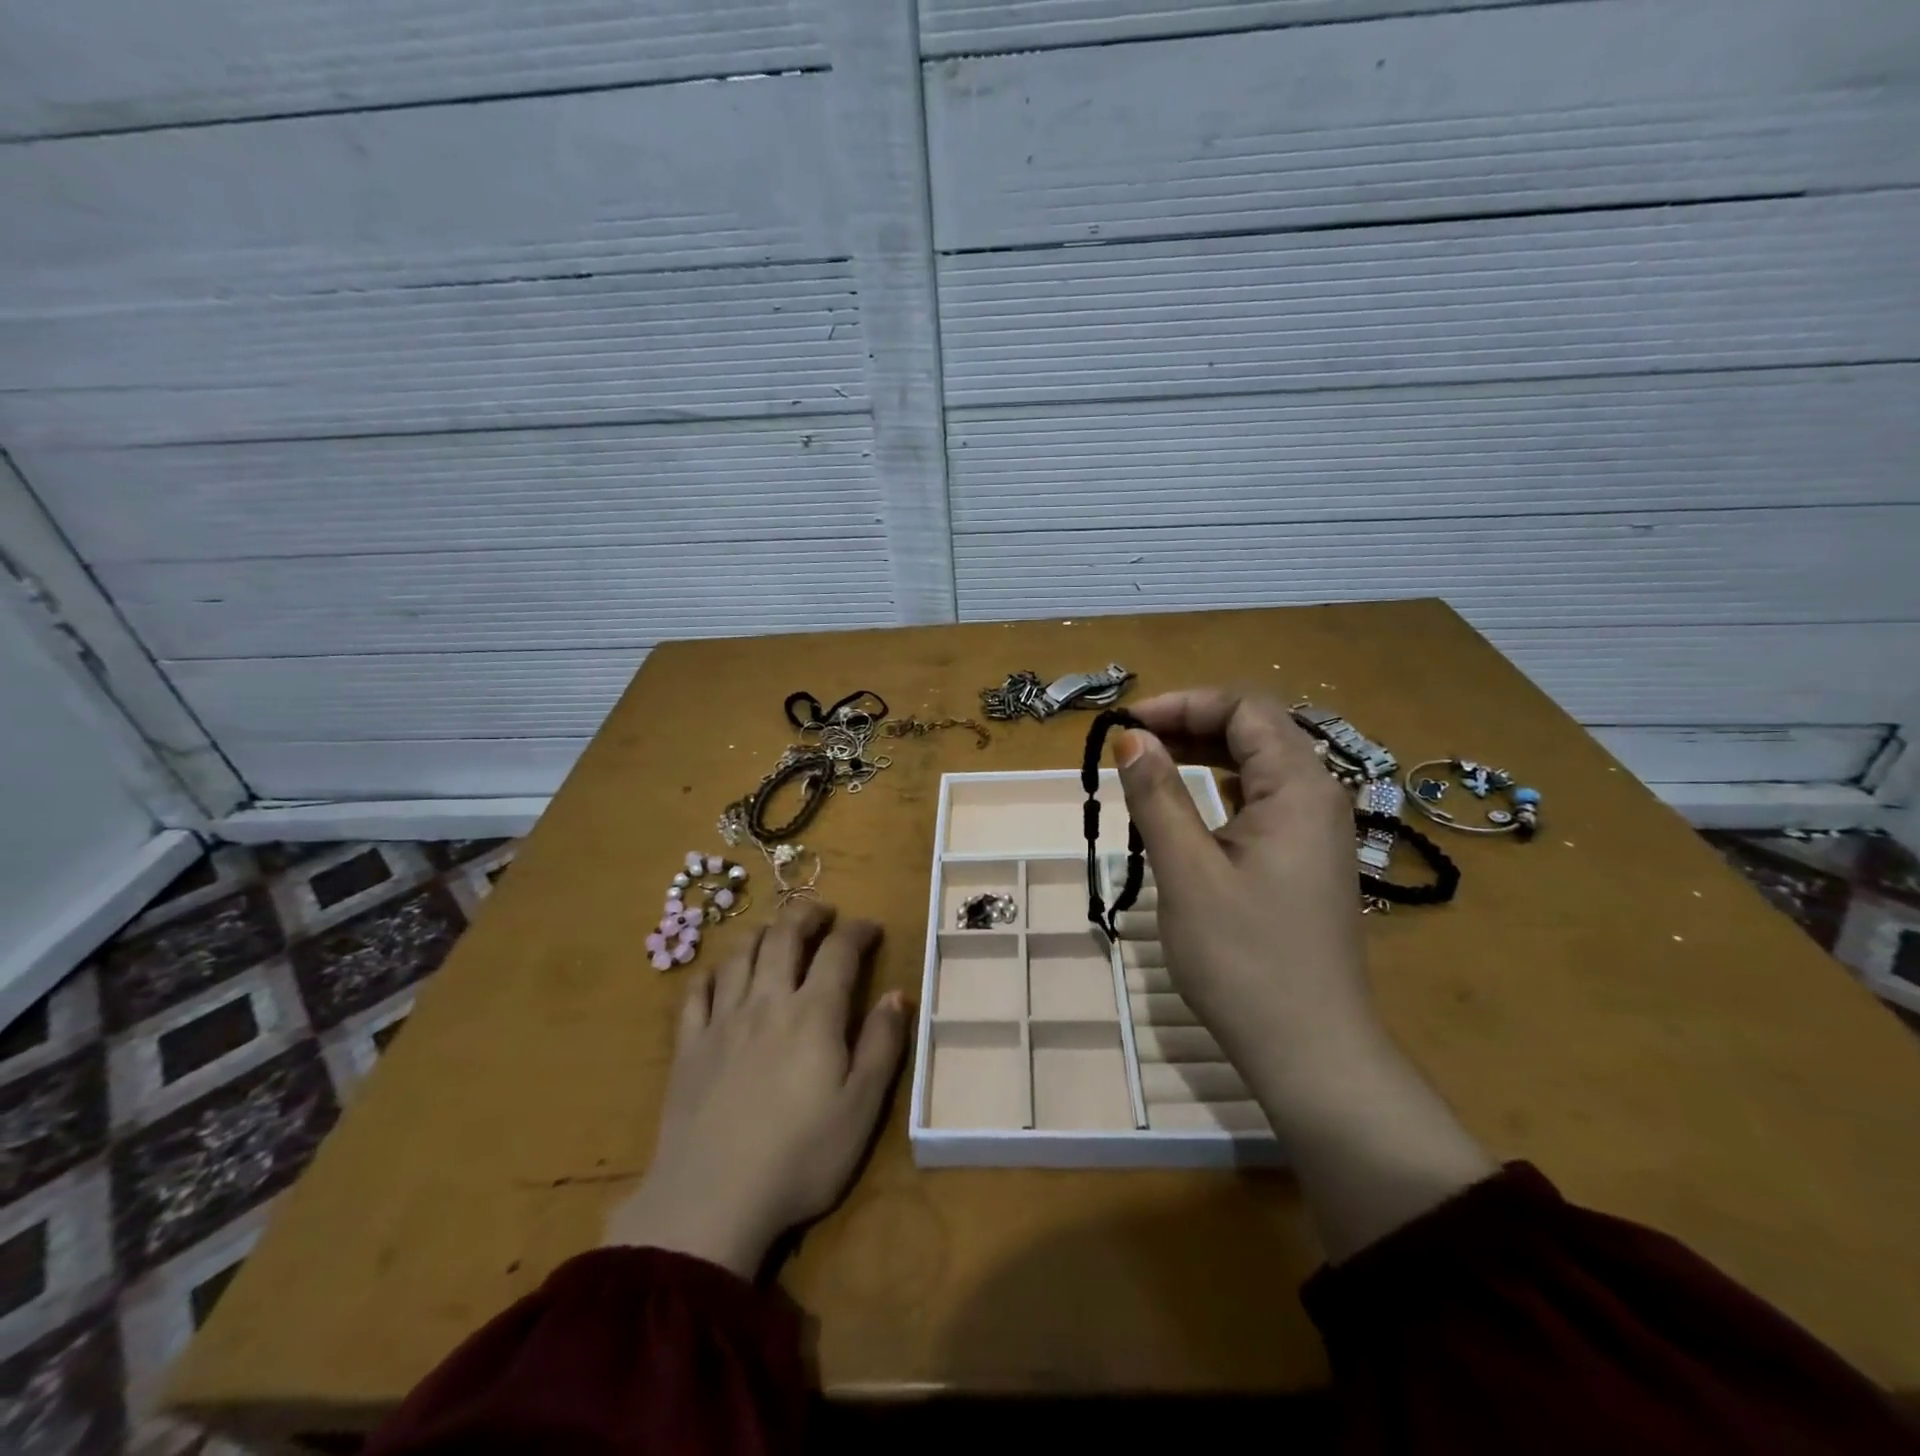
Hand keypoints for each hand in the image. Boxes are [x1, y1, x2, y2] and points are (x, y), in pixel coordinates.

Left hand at [604, 900, 908, 1278]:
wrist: (710, 1201)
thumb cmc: (800, 1158)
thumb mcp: (862, 1108)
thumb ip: (883, 1045)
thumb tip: (897, 994)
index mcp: (813, 1014)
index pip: (839, 951)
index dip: (857, 931)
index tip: (871, 927)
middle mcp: (767, 1002)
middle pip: (784, 936)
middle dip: (807, 914)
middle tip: (823, 912)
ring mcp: (722, 1021)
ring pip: (740, 954)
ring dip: (762, 932)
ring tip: (776, 931)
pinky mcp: (688, 1046)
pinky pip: (696, 992)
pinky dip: (712, 971)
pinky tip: (720, 972)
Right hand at [1114, 689, 1493, 1259]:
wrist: (1310, 1051)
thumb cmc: (1244, 958)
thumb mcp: (1188, 871)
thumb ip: (1159, 796)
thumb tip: (1131, 738)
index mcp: (1299, 787)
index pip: (1245, 708)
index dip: (1183, 704)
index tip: (1126, 726)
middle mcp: (1318, 796)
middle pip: (1256, 730)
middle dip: (1190, 725)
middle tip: (1131, 745)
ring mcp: (1316, 830)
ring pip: (1258, 766)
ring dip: (1203, 755)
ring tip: (1148, 768)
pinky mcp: (1305, 860)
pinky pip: (1262, 801)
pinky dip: (1219, 790)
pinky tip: (1185, 810)